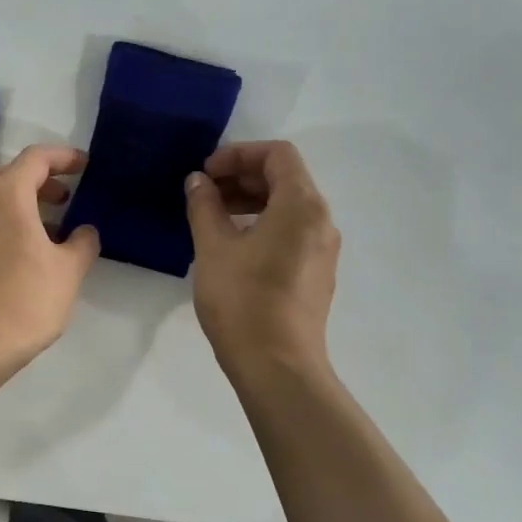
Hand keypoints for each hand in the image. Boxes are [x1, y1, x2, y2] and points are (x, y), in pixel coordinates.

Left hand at [0, 144, 100, 362]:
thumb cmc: (26, 298)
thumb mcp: (68, 270)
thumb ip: (82, 243)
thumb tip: (85, 231)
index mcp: (7, 195)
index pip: (35, 158)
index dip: (63, 157)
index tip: (85, 166)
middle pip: (8, 172)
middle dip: (39, 177)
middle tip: (66, 194)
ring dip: (24, 200)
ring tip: (55, 224)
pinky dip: (10, 219)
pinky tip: (32, 248)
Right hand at [186, 141, 340, 377]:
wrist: (277, 366)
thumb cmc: (243, 300)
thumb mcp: (214, 248)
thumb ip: (205, 206)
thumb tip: (198, 181)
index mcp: (302, 206)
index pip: (278, 155)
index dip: (239, 154)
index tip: (206, 172)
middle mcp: (321, 221)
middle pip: (286, 178)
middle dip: (243, 177)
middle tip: (204, 192)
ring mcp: (323, 250)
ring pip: (289, 207)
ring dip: (251, 201)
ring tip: (213, 218)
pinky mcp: (316, 274)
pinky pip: (292, 232)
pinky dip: (263, 225)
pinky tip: (233, 246)